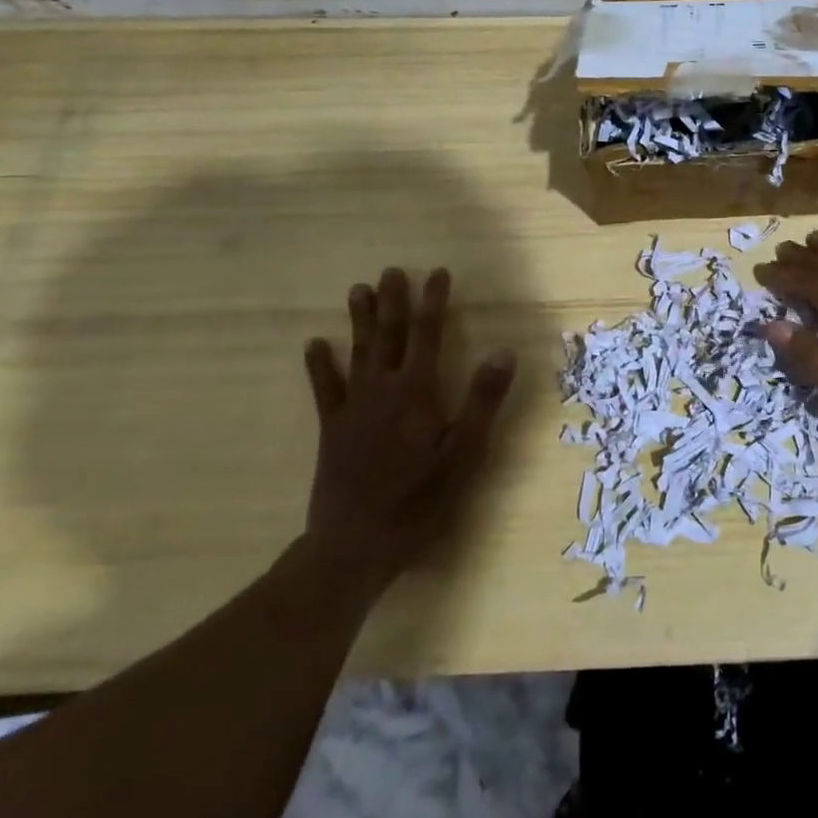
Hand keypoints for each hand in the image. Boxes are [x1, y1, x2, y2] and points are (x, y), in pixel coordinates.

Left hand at [301, 268, 517, 593]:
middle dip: (394, 301)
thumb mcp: (463, 454)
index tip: (438, 272)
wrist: (352, 546)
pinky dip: (320, 365)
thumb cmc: (418, 501)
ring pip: (357, 353)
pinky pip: (324, 388)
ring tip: (358, 289)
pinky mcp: (332, 429)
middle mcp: (381, 390)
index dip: (434, 301)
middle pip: (389, 336)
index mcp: (415, 392)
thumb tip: (503, 350)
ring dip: (360, 320)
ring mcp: (352, 408)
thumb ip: (482, 401)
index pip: (427, 335)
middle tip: (392, 270)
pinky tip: (314, 344)